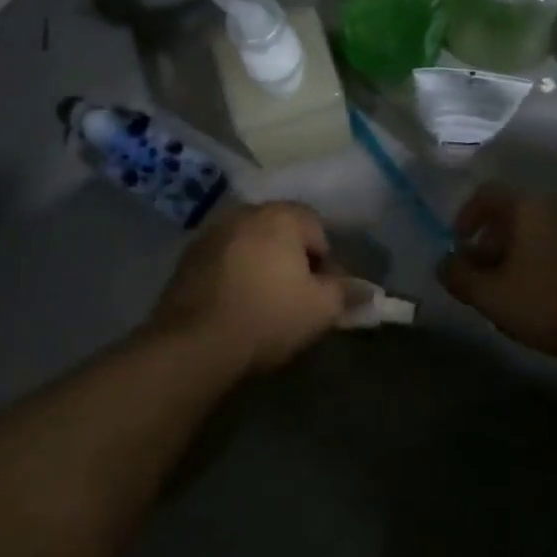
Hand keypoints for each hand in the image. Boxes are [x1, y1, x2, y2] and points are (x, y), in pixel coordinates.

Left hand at [150, 203, 351, 376]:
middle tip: (298, 298)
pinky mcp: (186, 259)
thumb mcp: (321, 309)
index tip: (325, 293)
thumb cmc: (269, 317)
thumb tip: (370, 291)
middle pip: (280, 232)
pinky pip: (223, 260)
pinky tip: (235, 306)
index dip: (326, 261)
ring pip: (249, 245)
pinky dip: (233, 275)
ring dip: (261, 265)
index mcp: (279, 216)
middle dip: (292, 260)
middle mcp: (243, 214)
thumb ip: (347, 293)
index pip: (316, 227)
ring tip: (265, 303)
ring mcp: (210, 234)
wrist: (196, 342)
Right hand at [437, 184, 556, 360]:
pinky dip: (556, 260)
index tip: (460, 243)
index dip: (467, 214)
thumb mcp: (489, 295)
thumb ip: (458, 275)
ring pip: (546, 230)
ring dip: (528, 250)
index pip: (487, 193)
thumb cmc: (547, 302)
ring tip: (522, 284)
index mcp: (526, 209)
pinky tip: (556, 292)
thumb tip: (444, 263)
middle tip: (488, 269)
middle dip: (496, 238)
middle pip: (518, 212)